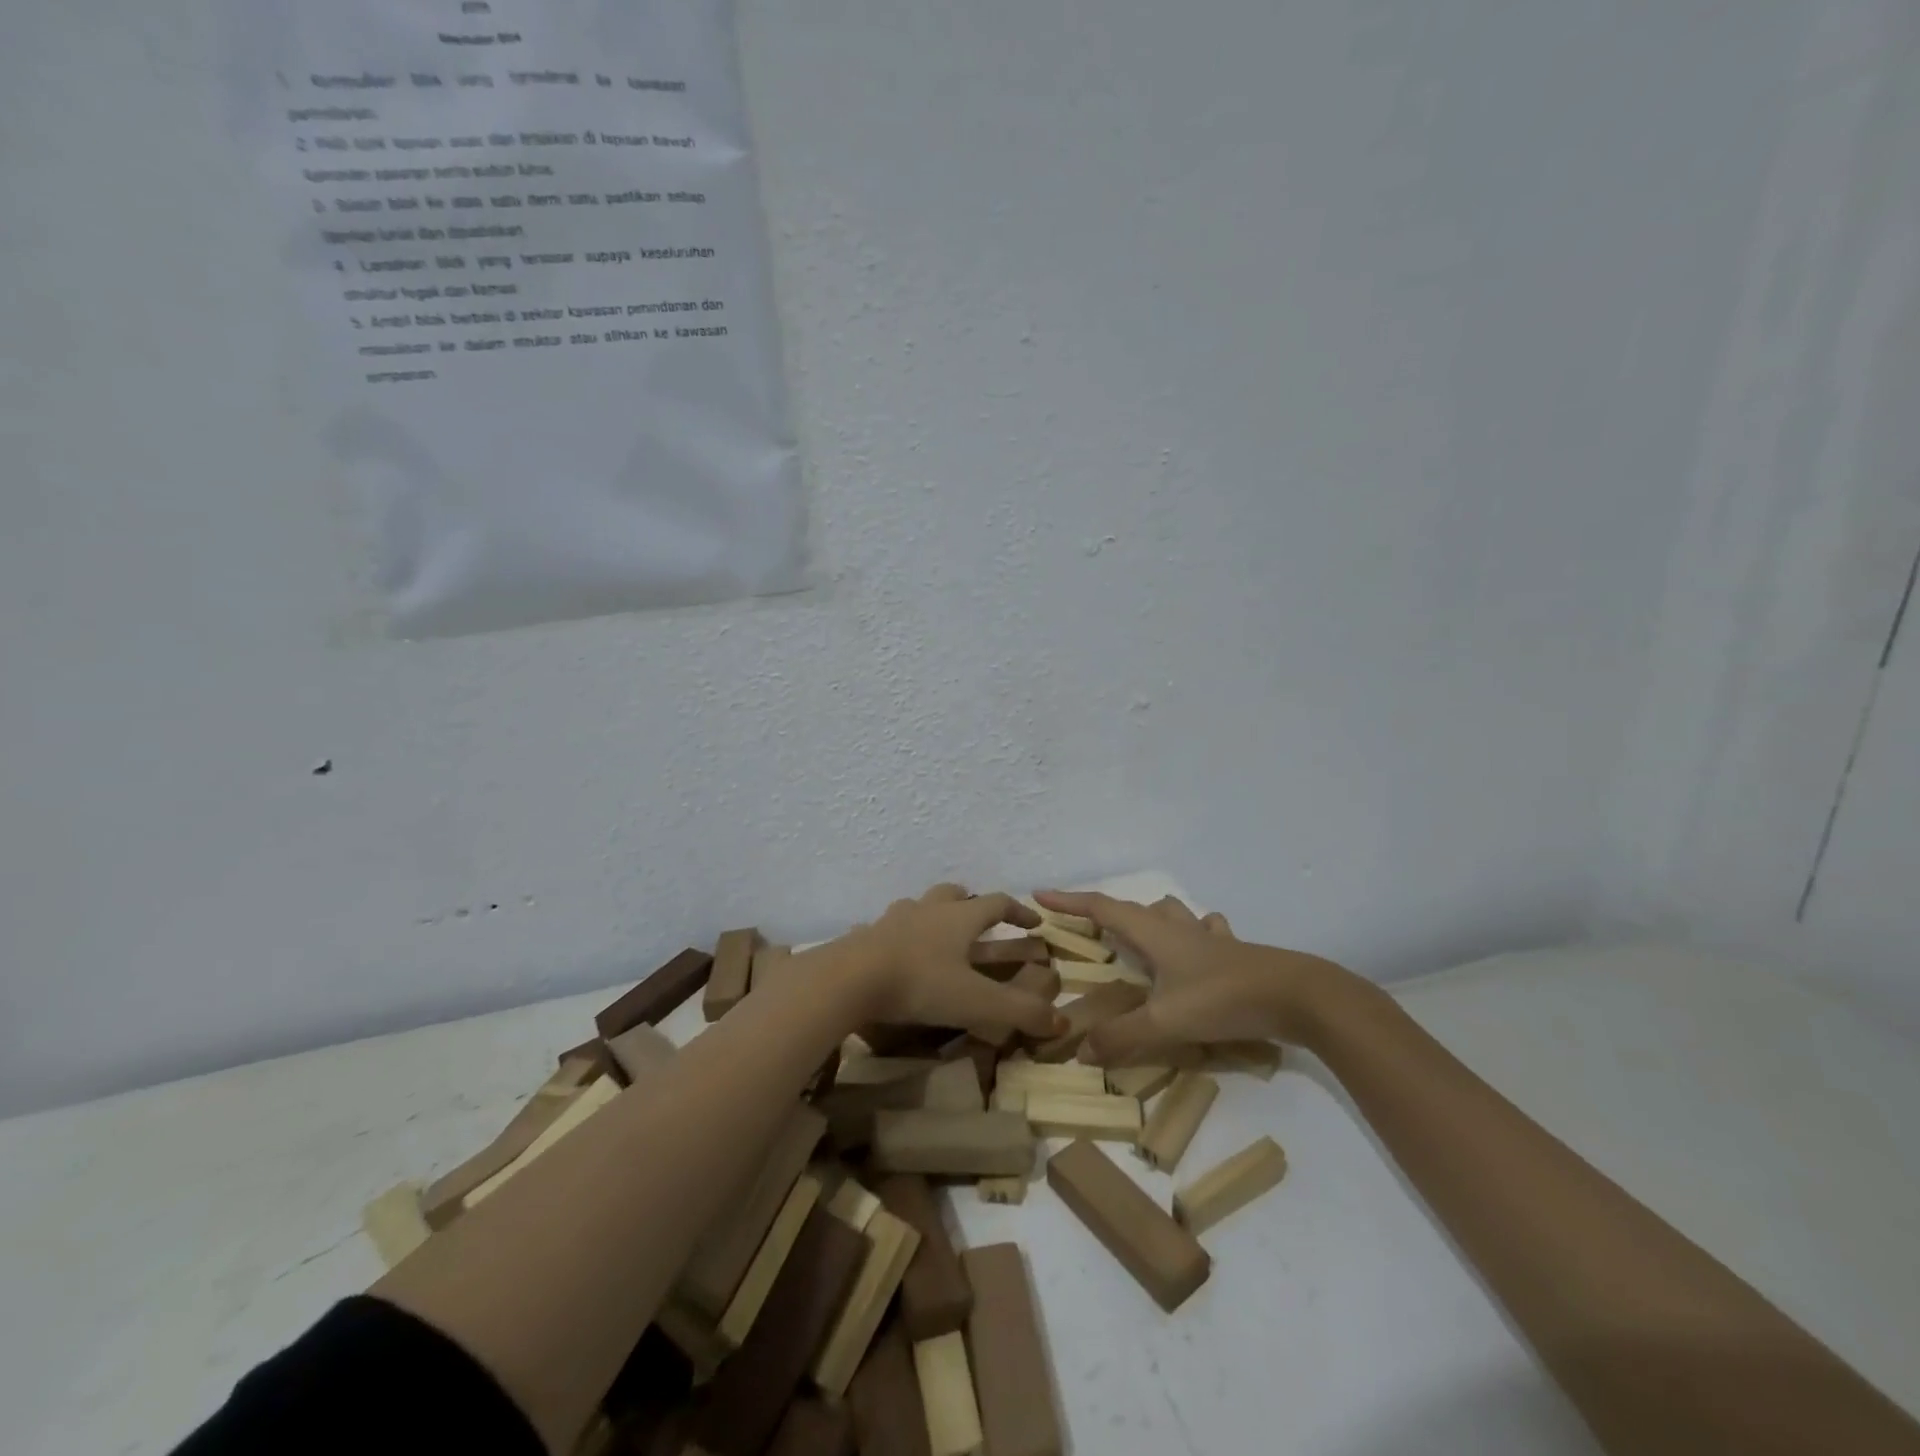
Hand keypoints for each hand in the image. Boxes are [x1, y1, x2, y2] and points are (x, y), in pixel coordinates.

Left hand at [836, 884, 1062, 1039]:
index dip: (1019, 911)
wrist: (850, 978)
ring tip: (936, 934)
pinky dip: (894, 936)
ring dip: (931, 914)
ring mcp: (893, 919)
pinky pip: (884, 929)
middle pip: (953, 893)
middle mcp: (927, 909)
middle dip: (970, 902)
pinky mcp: (865, 936)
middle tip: (979, 920)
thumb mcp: (976, 1002)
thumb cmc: (920, 983)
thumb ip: (1020, 1011)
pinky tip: (892, 953)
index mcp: (959, 917)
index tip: (1034, 923)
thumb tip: (1061, 1023)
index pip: (997, 902)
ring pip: (918, 905)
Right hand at [1034, 890, 1352, 1064]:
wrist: (1298, 995)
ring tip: (1141, 937)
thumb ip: (1123, 1038)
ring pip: (1172, 913)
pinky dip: (1194, 933)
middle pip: (1135, 908)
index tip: (1040, 895)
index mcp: (1154, 934)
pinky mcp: (1235, 952)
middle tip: (1091, 931)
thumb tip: (1080, 1050)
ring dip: (1151, 919)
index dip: (1070, 902)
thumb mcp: (1167, 1023)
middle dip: (1108, 914)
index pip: (1102, 909)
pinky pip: (1207, 931)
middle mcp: (1178, 928)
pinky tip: (1199, 948)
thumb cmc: (1224, 999)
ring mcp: (1209, 937)